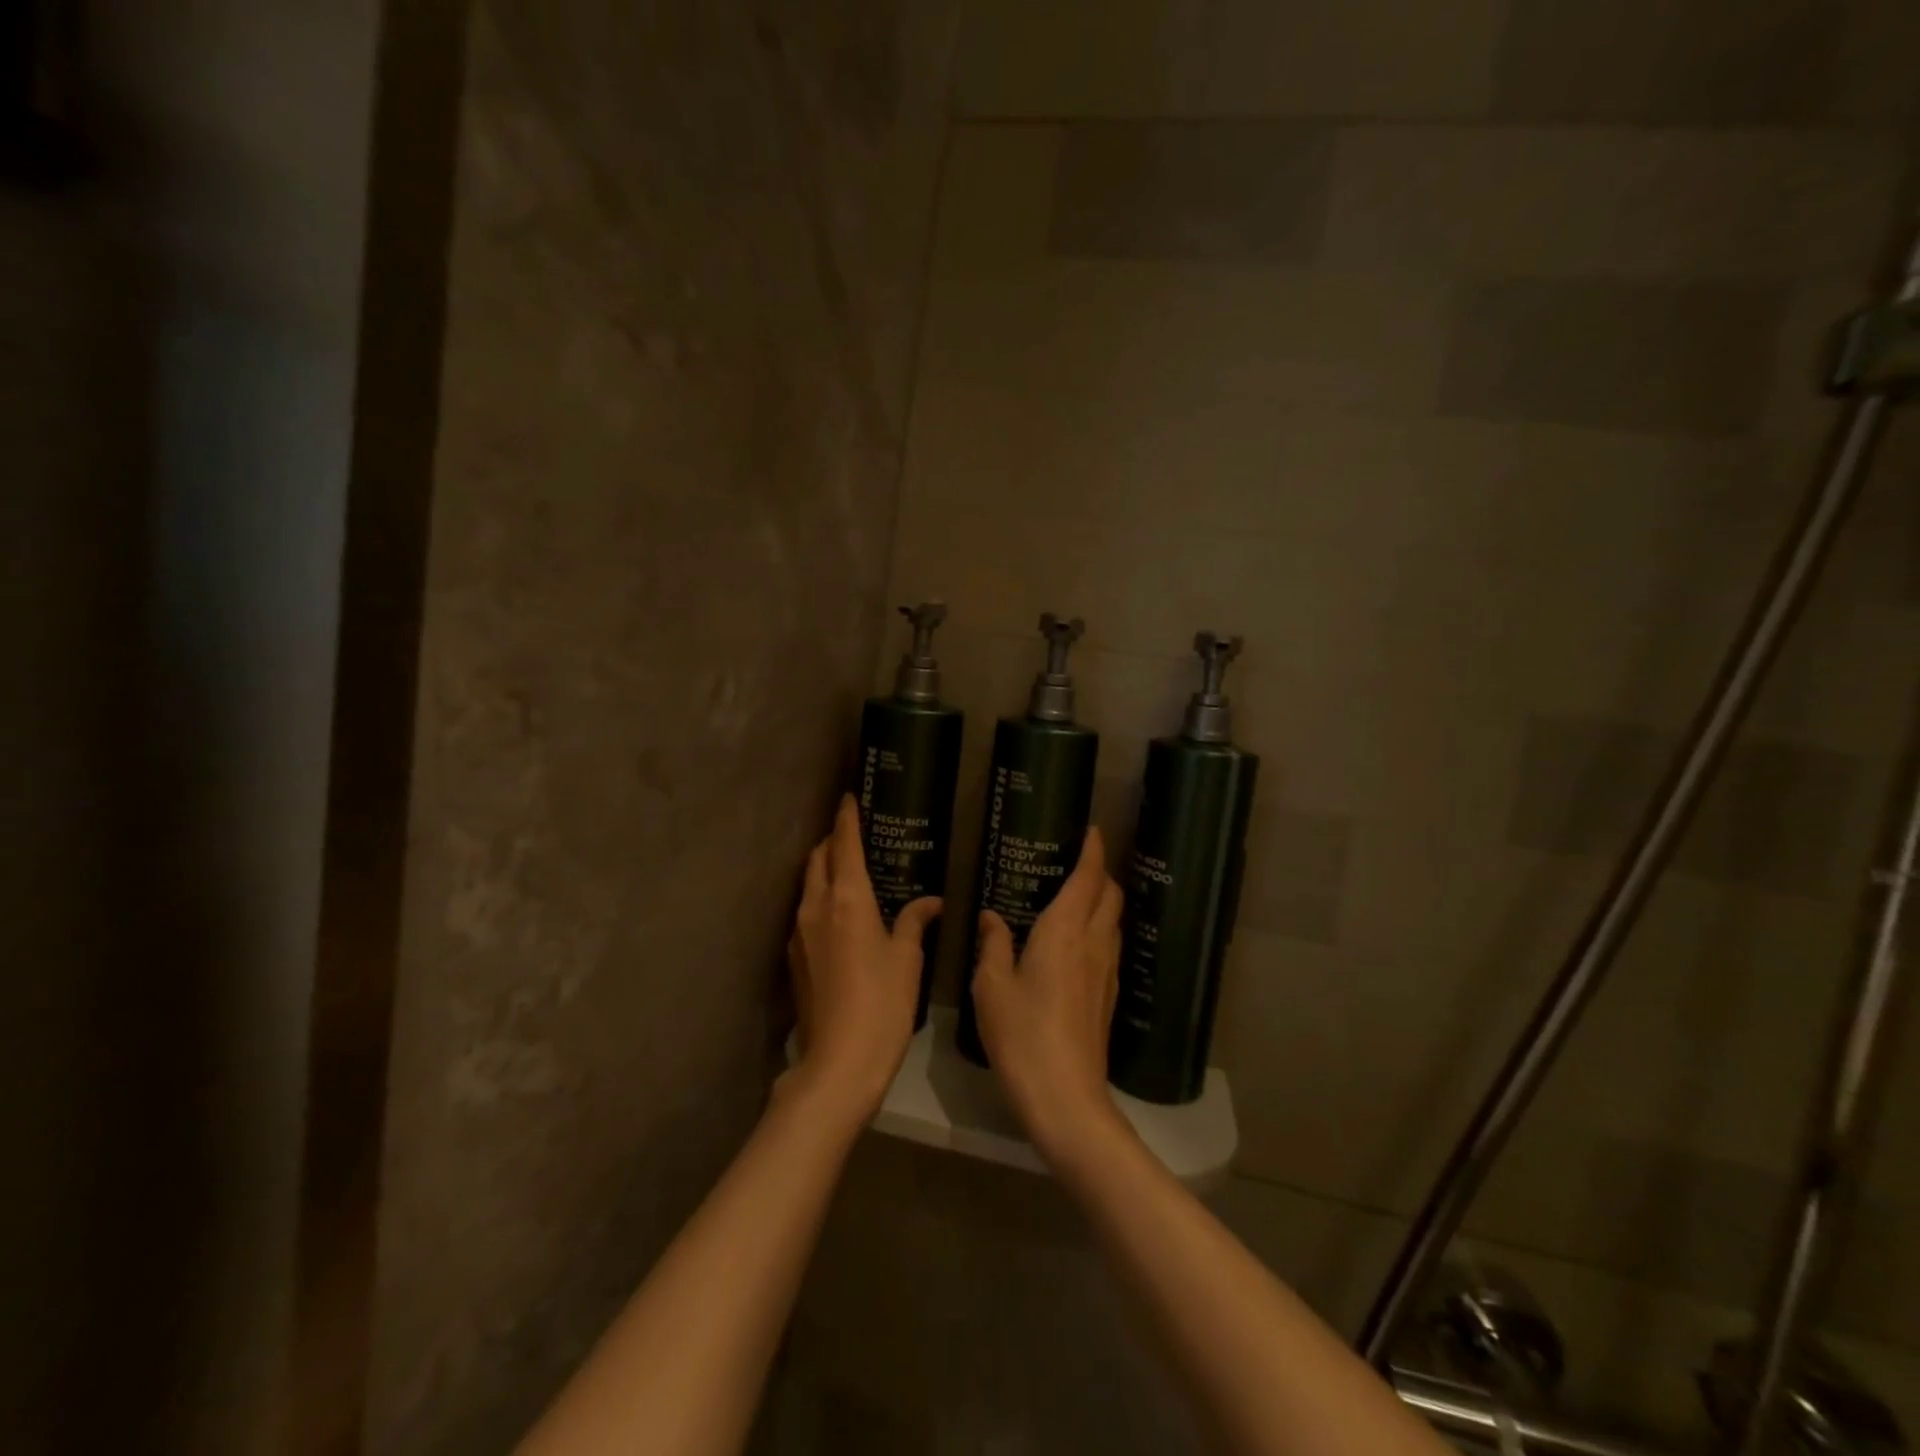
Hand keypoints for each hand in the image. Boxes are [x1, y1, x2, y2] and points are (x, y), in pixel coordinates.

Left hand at [784, 795, 939, 1128]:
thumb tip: (929, 902)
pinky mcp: (794, 957)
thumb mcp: (907, 959)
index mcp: (847, 899)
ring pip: (808, 884)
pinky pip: (806, 912)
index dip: (848, 817)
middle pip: (818, 858)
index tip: (850, 796)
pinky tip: (840, 915)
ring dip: (824, 869)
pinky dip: (820, 899)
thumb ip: (914, 921)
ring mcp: (799, 932)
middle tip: (854, 833)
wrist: (839, 1062)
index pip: (844, 843)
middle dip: (833, 840)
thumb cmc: (883, 1003)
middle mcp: (816, 907)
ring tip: (849, 870)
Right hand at [972, 828, 1127, 1162]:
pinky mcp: (1107, 996)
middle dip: (1101, 872)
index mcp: (1063, 931)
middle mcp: (1092, 943)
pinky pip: (1108, 945)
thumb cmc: (1021, 1034)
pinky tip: (1076, 943)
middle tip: (1078, 862)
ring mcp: (1105, 971)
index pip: (1088, 878)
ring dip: (1102, 901)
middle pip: (1110, 894)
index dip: (1093, 850)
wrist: (1065, 1096)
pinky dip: (1098, 928)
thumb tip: (991, 917)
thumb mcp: (991, 986)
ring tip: (1076, 897)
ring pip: (1113, 921)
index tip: (1091, 831)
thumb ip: (993, 944)